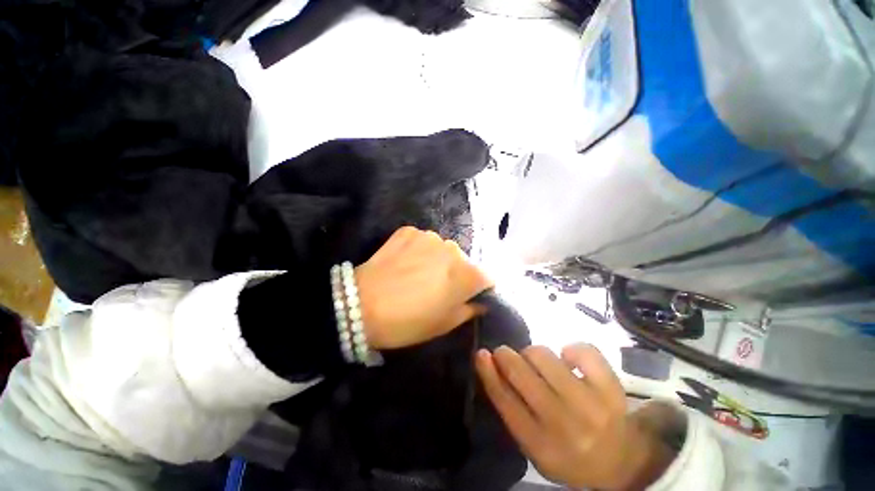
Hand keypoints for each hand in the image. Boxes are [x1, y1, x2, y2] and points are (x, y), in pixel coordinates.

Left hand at [355, 226, 492, 349]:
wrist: (360, 305)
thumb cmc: (407, 322)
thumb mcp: (444, 324)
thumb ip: (469, 310)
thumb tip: (480, 301)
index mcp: (467, 274)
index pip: (486, 278)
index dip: (478, 289)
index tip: (467, 296)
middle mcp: (453, 249)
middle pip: (463, 262)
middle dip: (456, 274)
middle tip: (437, 288)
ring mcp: (429, 236)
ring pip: (443, 249)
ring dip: (437, 260)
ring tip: (418, 274)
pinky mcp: (409, 231)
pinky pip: (422, 241)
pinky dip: (418, 250)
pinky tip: (404, 262)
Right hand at [476, 344, 675, 489]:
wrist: (620, 463)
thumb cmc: (568, 452)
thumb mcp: (533, 443)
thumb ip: (510, 407)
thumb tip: (489, 362)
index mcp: (540, 444)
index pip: (504, 400)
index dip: (488, 371)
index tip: (480, 353)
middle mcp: (563, 424)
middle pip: (520, 372)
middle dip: (506, 355)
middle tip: (506, 354)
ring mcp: (590, 404)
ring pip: (543, 355)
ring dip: (534, 353)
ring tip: (541, 364)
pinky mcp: (612, 388)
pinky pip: (582, 350)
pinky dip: (570, 350)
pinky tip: (569, 361)